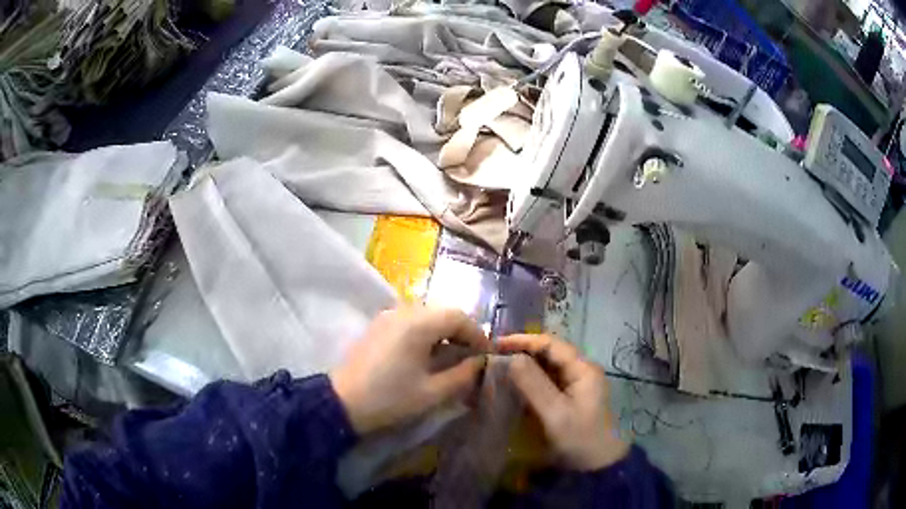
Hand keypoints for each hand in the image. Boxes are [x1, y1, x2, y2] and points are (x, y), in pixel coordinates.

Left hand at [330, 305, 490, 434]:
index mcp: (418, 324)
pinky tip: (427, 355)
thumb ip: (462, 375)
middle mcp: (403, 311)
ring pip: (427, 315)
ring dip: (444, 332)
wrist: (342, 402)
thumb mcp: (432, 392)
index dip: (477, 334)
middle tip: (471, 357)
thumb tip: (480, 363)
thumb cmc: (390, 398)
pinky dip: (426, 333)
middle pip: (443, 312)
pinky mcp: (378, 326)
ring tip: (451, 357)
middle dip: (461, 332)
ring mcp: (388, 316)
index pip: (458, 316)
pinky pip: (410, 321)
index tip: (486, 355)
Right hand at [498, 334, 628, 470]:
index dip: (523, 340)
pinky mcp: (571, 396)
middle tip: (493, 355)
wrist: (598, 464)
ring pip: (548, 365)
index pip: (550, 343)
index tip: (496, 345)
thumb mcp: (555, 413)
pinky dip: (531, 378)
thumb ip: (534, 384)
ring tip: (499, 366)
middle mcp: (581, 370)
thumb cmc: (579, 438)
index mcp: (583, 368)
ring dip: (525, 364)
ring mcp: (577, 383)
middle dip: (522, 350)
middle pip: (549, 352)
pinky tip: (514, 383)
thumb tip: (511, 358)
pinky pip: (549, 379)